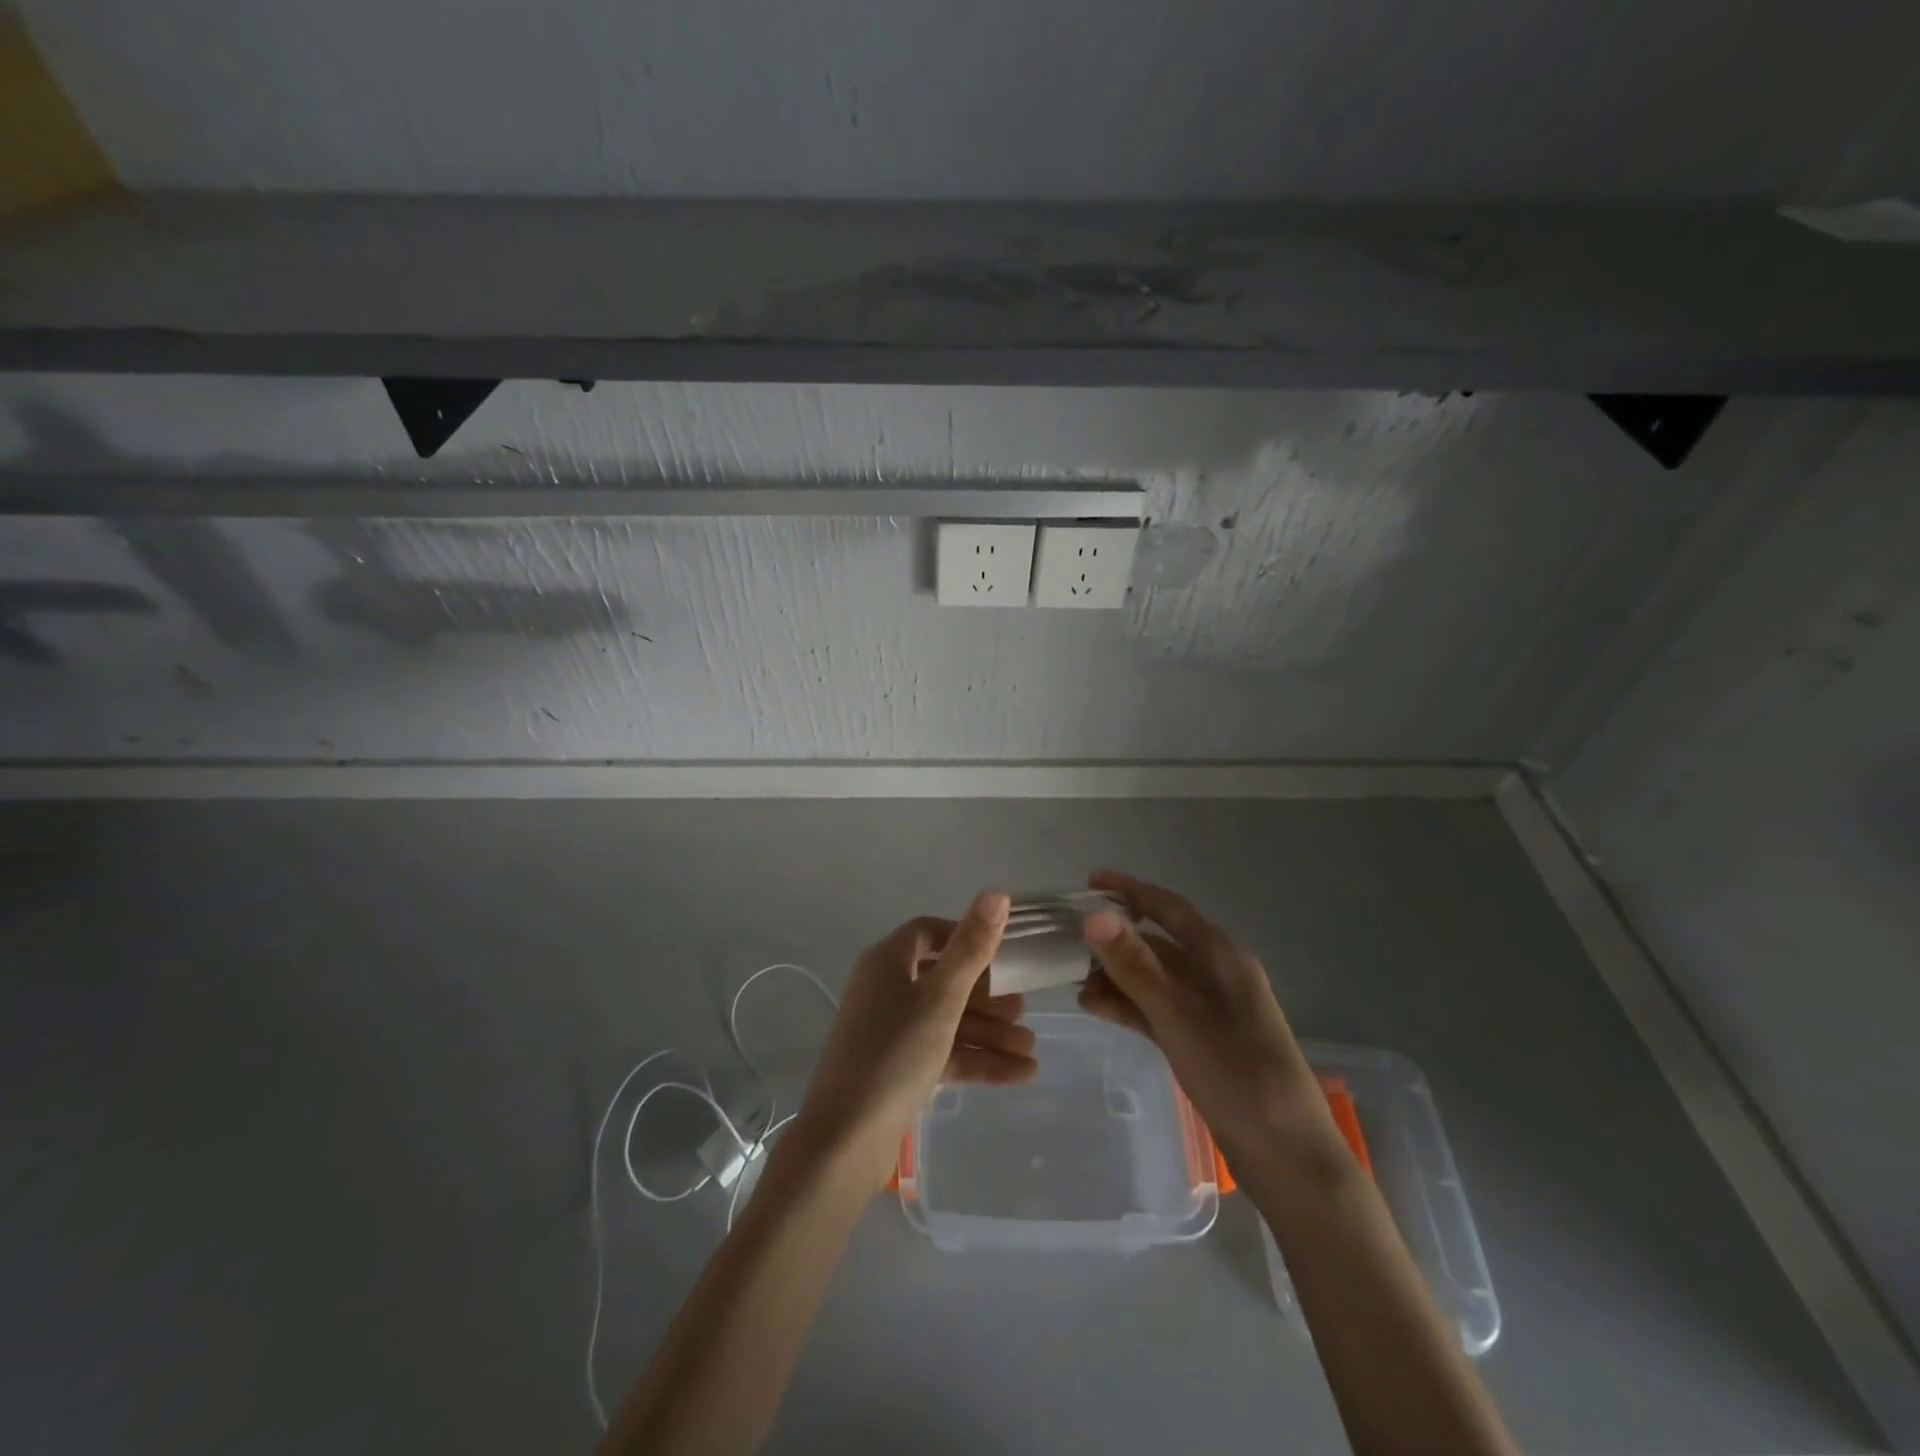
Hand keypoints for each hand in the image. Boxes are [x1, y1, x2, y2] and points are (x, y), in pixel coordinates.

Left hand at [795, 890, 1036, 1185]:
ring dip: (989, 1033)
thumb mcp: (941, 997)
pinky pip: (943, 1054)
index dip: (967, 937)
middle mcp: (886, 990)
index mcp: (887, 962)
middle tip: (1025, 1010)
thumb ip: (972, 947)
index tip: (1004, 952)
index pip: (930, 933)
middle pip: (944, 980)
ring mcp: (890, 1032)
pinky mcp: (897, 1069)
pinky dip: (977, 1061)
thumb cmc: (894, 1054)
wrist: (845, 1141)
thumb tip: (997, 892)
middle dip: (988, 997)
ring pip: (948, 1022)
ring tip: (1032, 1049)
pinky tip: (1020, 1075)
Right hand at [1077, 869, 1315, 1158]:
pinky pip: (1159, 1009)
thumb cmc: (1237, 1076)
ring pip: (1155, 978)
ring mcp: (1211, 1010)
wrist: (1288, 1158)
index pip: (1168, 908)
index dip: (1129, 890)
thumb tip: (1094, 915)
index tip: (1089, 880)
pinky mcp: (1204, 1041)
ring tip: (1073, 980)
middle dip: (1115, 939)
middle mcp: (1217, 974)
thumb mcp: (1179, 1017)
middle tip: (1069, 940)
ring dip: (1117, 975)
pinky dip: (1129, 1005)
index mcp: (1221, 957)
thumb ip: (1135, 966)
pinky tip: (1096, 1008)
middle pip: (1159, 942)